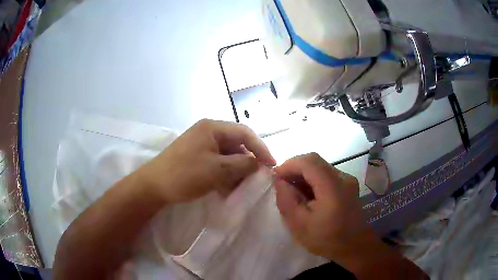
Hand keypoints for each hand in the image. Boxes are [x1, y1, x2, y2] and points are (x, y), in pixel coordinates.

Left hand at [136, 119, 275, 203]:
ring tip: (238, 187)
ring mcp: (200, 145)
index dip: (261, 148)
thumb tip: (259, 163)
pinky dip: (224, 174)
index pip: (245, 133)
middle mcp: (207, 132)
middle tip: (255, 178)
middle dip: (247, 162)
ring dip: (235, 171)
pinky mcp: (196, 157)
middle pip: (236, 144)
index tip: (272, 165)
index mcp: (213, 128)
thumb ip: (243, 164)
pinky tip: (225, 188)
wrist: (154, 186)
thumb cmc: (186, 174)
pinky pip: (216, 163)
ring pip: (227, 156)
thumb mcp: (218, 170)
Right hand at [274, 153, 370, 262]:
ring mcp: (348, 180)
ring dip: (304, 175)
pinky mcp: (348, 184)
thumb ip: (287, 200)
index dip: (289, 165)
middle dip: (295, 169)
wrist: (354, 246)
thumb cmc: (327, 240)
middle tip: (282, 184)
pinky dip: (313, 180)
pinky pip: (327, 174)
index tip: (275, 177)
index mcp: (333, 187)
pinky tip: (308, 195)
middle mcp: (343, 178)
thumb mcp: (300, 225)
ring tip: (293, 192)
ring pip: (320, 167)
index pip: (309, 162)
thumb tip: (279, 180)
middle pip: (315, 161)